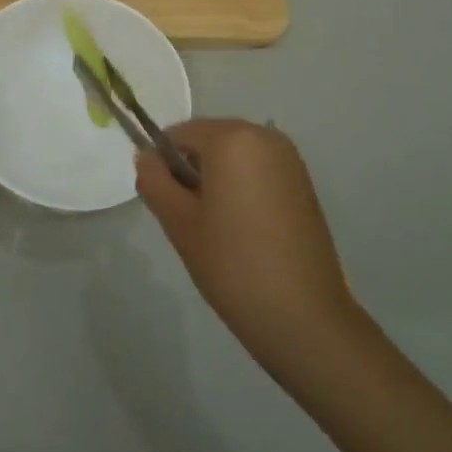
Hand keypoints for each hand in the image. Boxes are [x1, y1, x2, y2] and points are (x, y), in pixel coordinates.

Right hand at [134, 119, 358, 385]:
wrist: (304, 317)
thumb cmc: (233, 264)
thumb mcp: (179, 222)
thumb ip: (154, 181)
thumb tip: (147, 158)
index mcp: (232, 137)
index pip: (179, 133)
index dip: (163, 164)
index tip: (165, 204)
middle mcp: (265, 137)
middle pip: (209, 142)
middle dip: (192, 171)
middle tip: (190, 220)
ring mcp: (289, 160)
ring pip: (234, 158)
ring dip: (217, 182)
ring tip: (218, 230)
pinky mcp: (304, 185)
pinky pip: (258, 172)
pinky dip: (242, 190)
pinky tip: (244, 232)